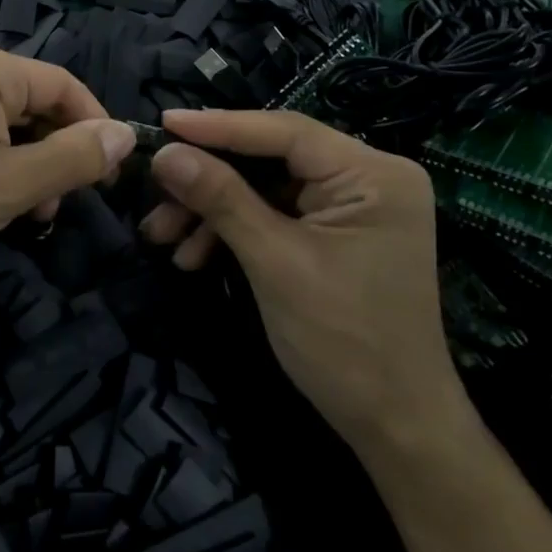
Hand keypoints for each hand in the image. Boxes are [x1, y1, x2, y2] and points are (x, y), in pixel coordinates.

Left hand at [0, 42, 136, 304]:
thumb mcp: (11, 186)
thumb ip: (74, 157)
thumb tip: (125, 134)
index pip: (62, 84)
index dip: (94, 126)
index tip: (111, 175)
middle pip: (31, 101)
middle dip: (54, 151)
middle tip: (57, 207)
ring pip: (3, 120)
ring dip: (25, 163)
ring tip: (25, 214)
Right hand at [142, 108, 465, 450]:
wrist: (395, 428)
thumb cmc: (344, 342)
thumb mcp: (274, 262)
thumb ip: (220, 198)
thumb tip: (164, 153)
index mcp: (372, 174)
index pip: (284, 131)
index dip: (218, 126)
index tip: (162, 123)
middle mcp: (367, 177)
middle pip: (269, 157)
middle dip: (208, 180)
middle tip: (156, 191)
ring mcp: (352, 205)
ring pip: (263, 186)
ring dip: (212, 210)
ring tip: (163, 237)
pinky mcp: (334, 231)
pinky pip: (273, 212)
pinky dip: (233, 230)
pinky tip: (194, 257)